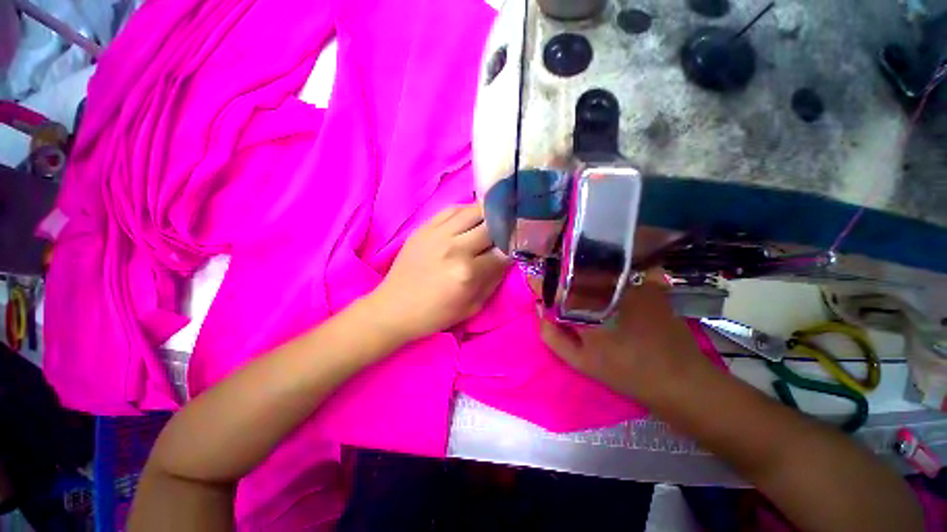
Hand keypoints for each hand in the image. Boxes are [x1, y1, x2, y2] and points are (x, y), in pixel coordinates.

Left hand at [366, 204, 509, 342]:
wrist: (394, 307)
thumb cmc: (435, 313)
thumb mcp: (473, 306)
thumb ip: (494, 280)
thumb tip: (507, 257)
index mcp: (468, 273)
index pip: (503, 252)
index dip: (515, 247)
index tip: (519, 246)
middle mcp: (455, 248)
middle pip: (492, 226)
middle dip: (504, 229)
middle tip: (508, 232)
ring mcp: (437, 234)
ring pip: (474, 210)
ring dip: (489, 214)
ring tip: (494, 219)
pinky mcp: (424, 227)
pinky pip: (452, 209)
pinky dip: (467, 210)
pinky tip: (472, 217)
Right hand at [538, 275, 708, 402]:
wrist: (678, 378)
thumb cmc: (624, 372)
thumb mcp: (580, 361)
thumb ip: (553, 335)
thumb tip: (542, 310)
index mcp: (586, 309)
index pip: (553, 286)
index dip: (540, 282)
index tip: (532, 282)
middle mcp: (605, 289)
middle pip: (572, 271)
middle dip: (560, 275)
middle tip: (557, 284)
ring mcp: (630, 283)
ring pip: (595, 268)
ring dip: (582, 272)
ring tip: (579, 283)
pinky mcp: (648, 283)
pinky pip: (619, 271)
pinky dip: (607, 274)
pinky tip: (607, 286)